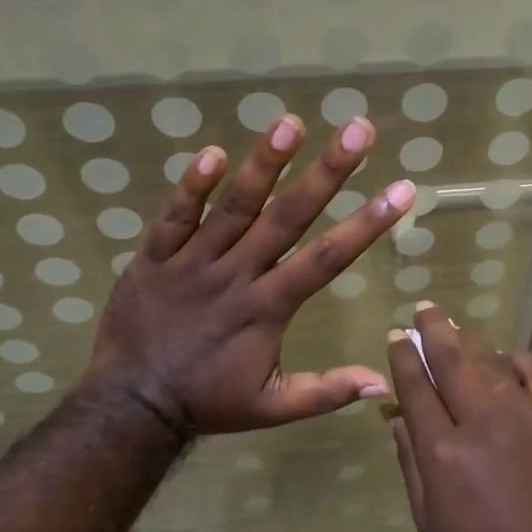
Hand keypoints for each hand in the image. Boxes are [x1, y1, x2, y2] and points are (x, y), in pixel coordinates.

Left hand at [86, 113, 415, 433]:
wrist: (130, 405)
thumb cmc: (208, 401)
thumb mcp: (272, 408)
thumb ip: (326, 392)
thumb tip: (383, 382)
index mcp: (268, 307)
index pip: (327, 258)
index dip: (367, 223)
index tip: (401, 190)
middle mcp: (236, 275)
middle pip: (287, 217)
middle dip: (327, 172)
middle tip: (357, 129)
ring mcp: (192, 263)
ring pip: (233, 207)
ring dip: (262, 165)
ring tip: (290, 123)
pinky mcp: (153, 258)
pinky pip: (173, 217)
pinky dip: (191, 186)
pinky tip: (212, 152)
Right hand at [385, 303, 531, 531]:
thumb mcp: (429, 521)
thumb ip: (410, 464)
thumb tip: (396, 420)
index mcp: (442, 449)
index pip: (415, 386)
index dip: (402, 357)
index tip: (396, 336)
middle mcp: (479, 420)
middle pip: (451, 358)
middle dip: (433, 328)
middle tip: (424, 309)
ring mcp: (522, 416)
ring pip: (490, 359)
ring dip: (470, 339)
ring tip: (457, 327)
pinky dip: (518, 359)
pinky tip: (507, 358)